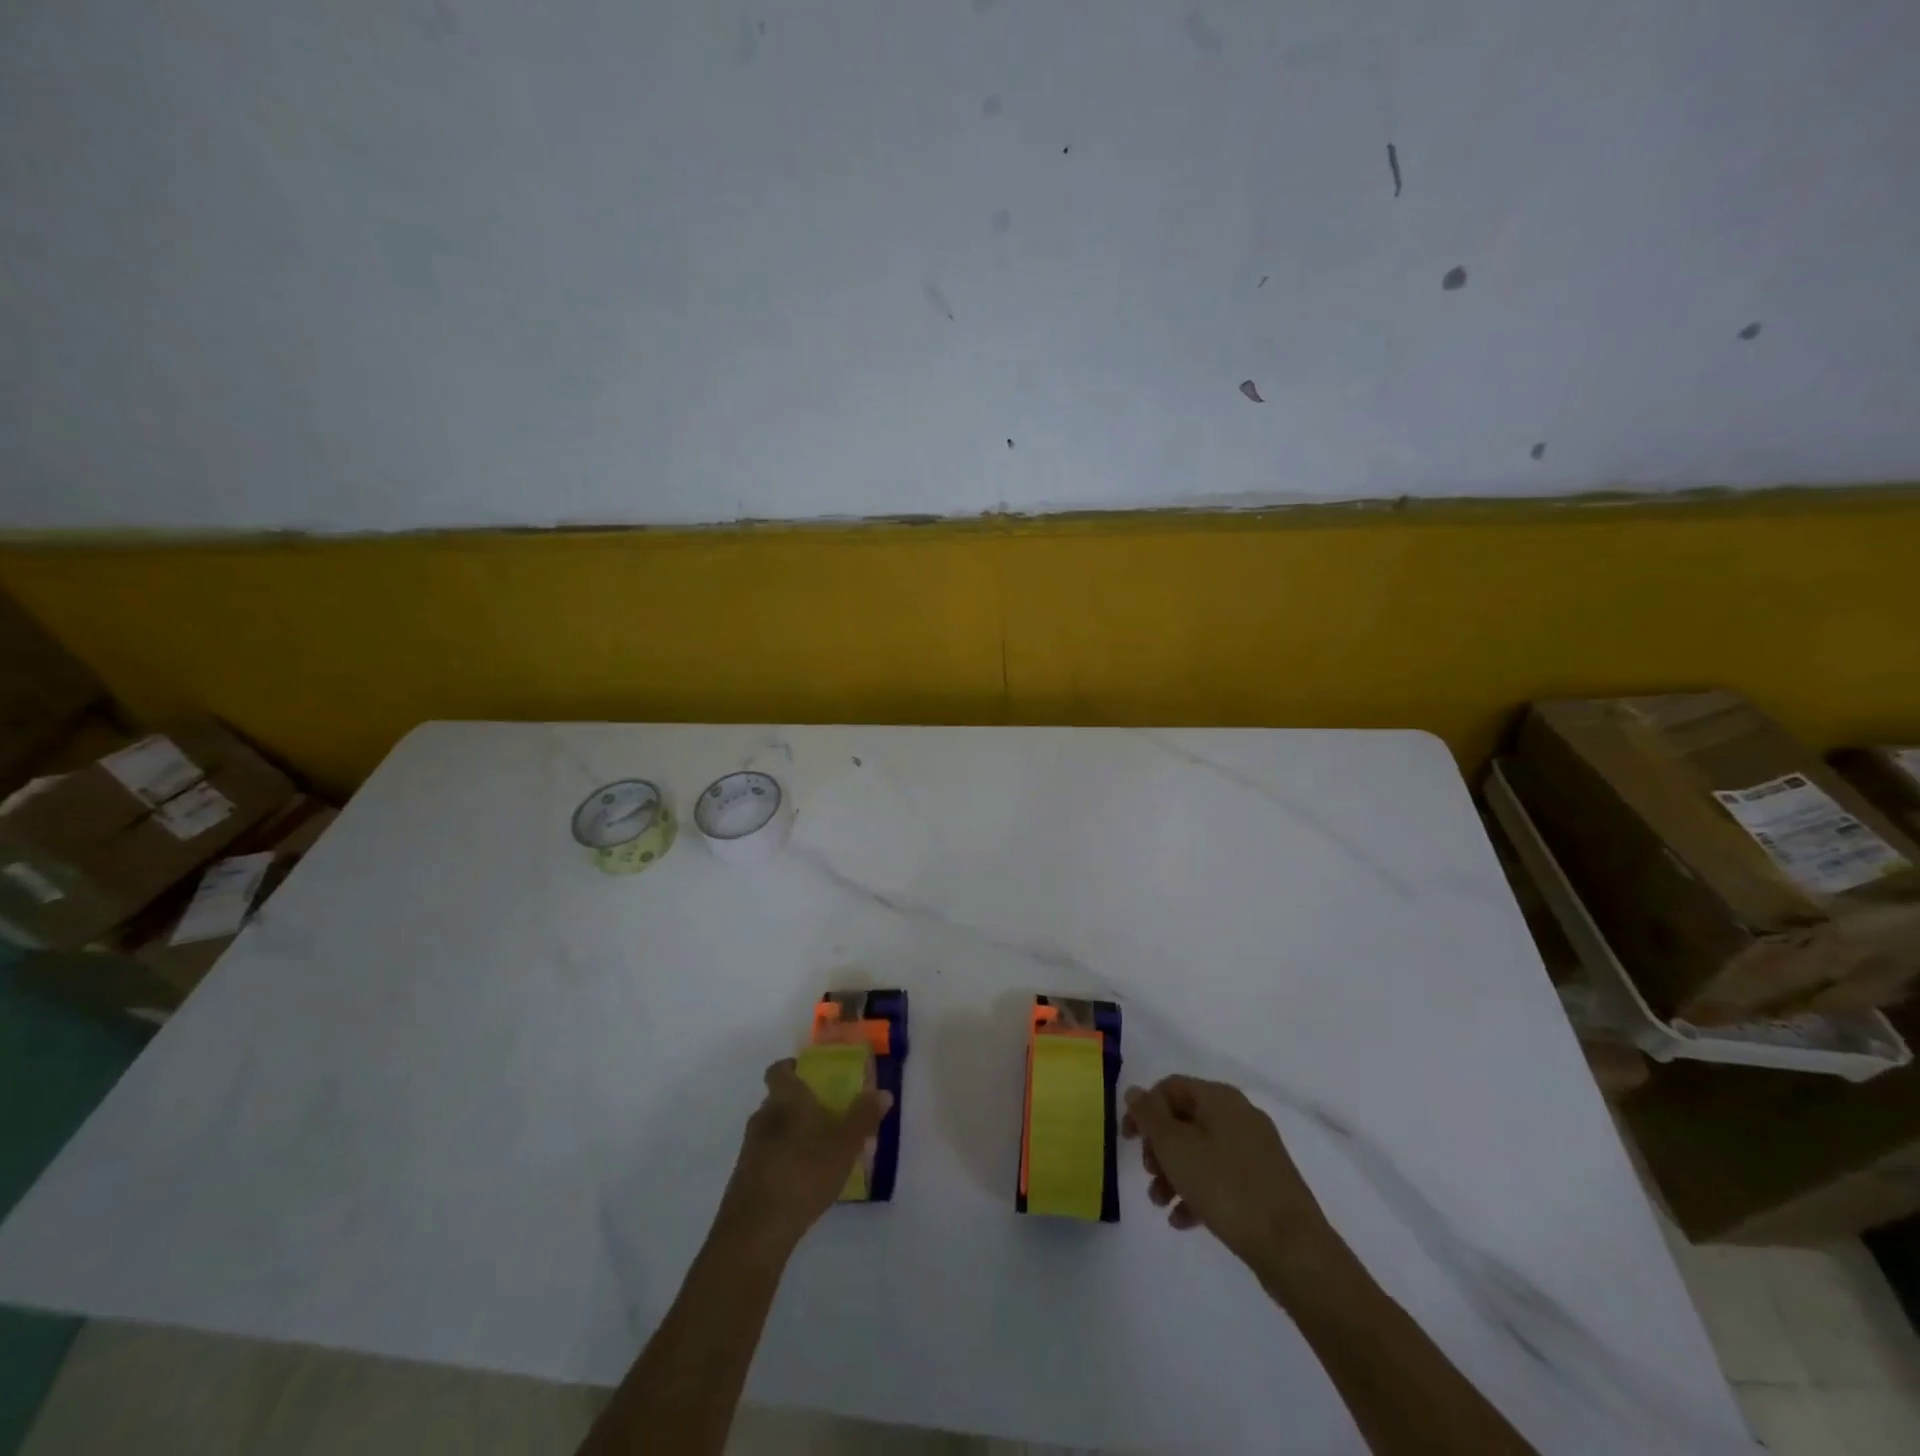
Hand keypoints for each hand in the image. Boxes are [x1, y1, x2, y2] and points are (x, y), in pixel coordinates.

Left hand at [714, 1059, 891, 1260]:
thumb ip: (864, 1116)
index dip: (793, 1068)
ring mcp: (749, 1148)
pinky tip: (803, 1181)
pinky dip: (783, 1160)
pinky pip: (767, 1157)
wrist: (757, 1230)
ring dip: (792, 1135)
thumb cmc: (805, 1172)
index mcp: (785, 1098)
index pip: (779, 1069)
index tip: (813, 1076)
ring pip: (773, 1129)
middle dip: (800, 1105)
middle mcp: (763, 1116)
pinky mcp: (744, 1178)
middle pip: (778, 1099)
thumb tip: (883, 1093)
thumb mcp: (845, 1143)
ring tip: (819, 1152)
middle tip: (827, 1116)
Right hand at [1122, 1075, 1335, 1278]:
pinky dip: (1199, 1192)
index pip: (1170, 1087)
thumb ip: (1149, 1116)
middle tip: (1148, 1174)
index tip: (1127, 1140)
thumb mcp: (1176, 1147)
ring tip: (1161, 1203)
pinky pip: (1222, 1177)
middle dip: (1159, 1147)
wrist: (1294, 1249)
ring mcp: (1256, 1151)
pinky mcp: (1265, 1184)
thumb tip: (1136, 1092)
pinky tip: (1183, 1221)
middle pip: (1185, 1119)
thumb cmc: (1226, 1187)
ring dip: (1174, 1173)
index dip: (1144, 1109)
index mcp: (1220, 1098)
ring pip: (1202, 1151)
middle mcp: (1240, 1116)